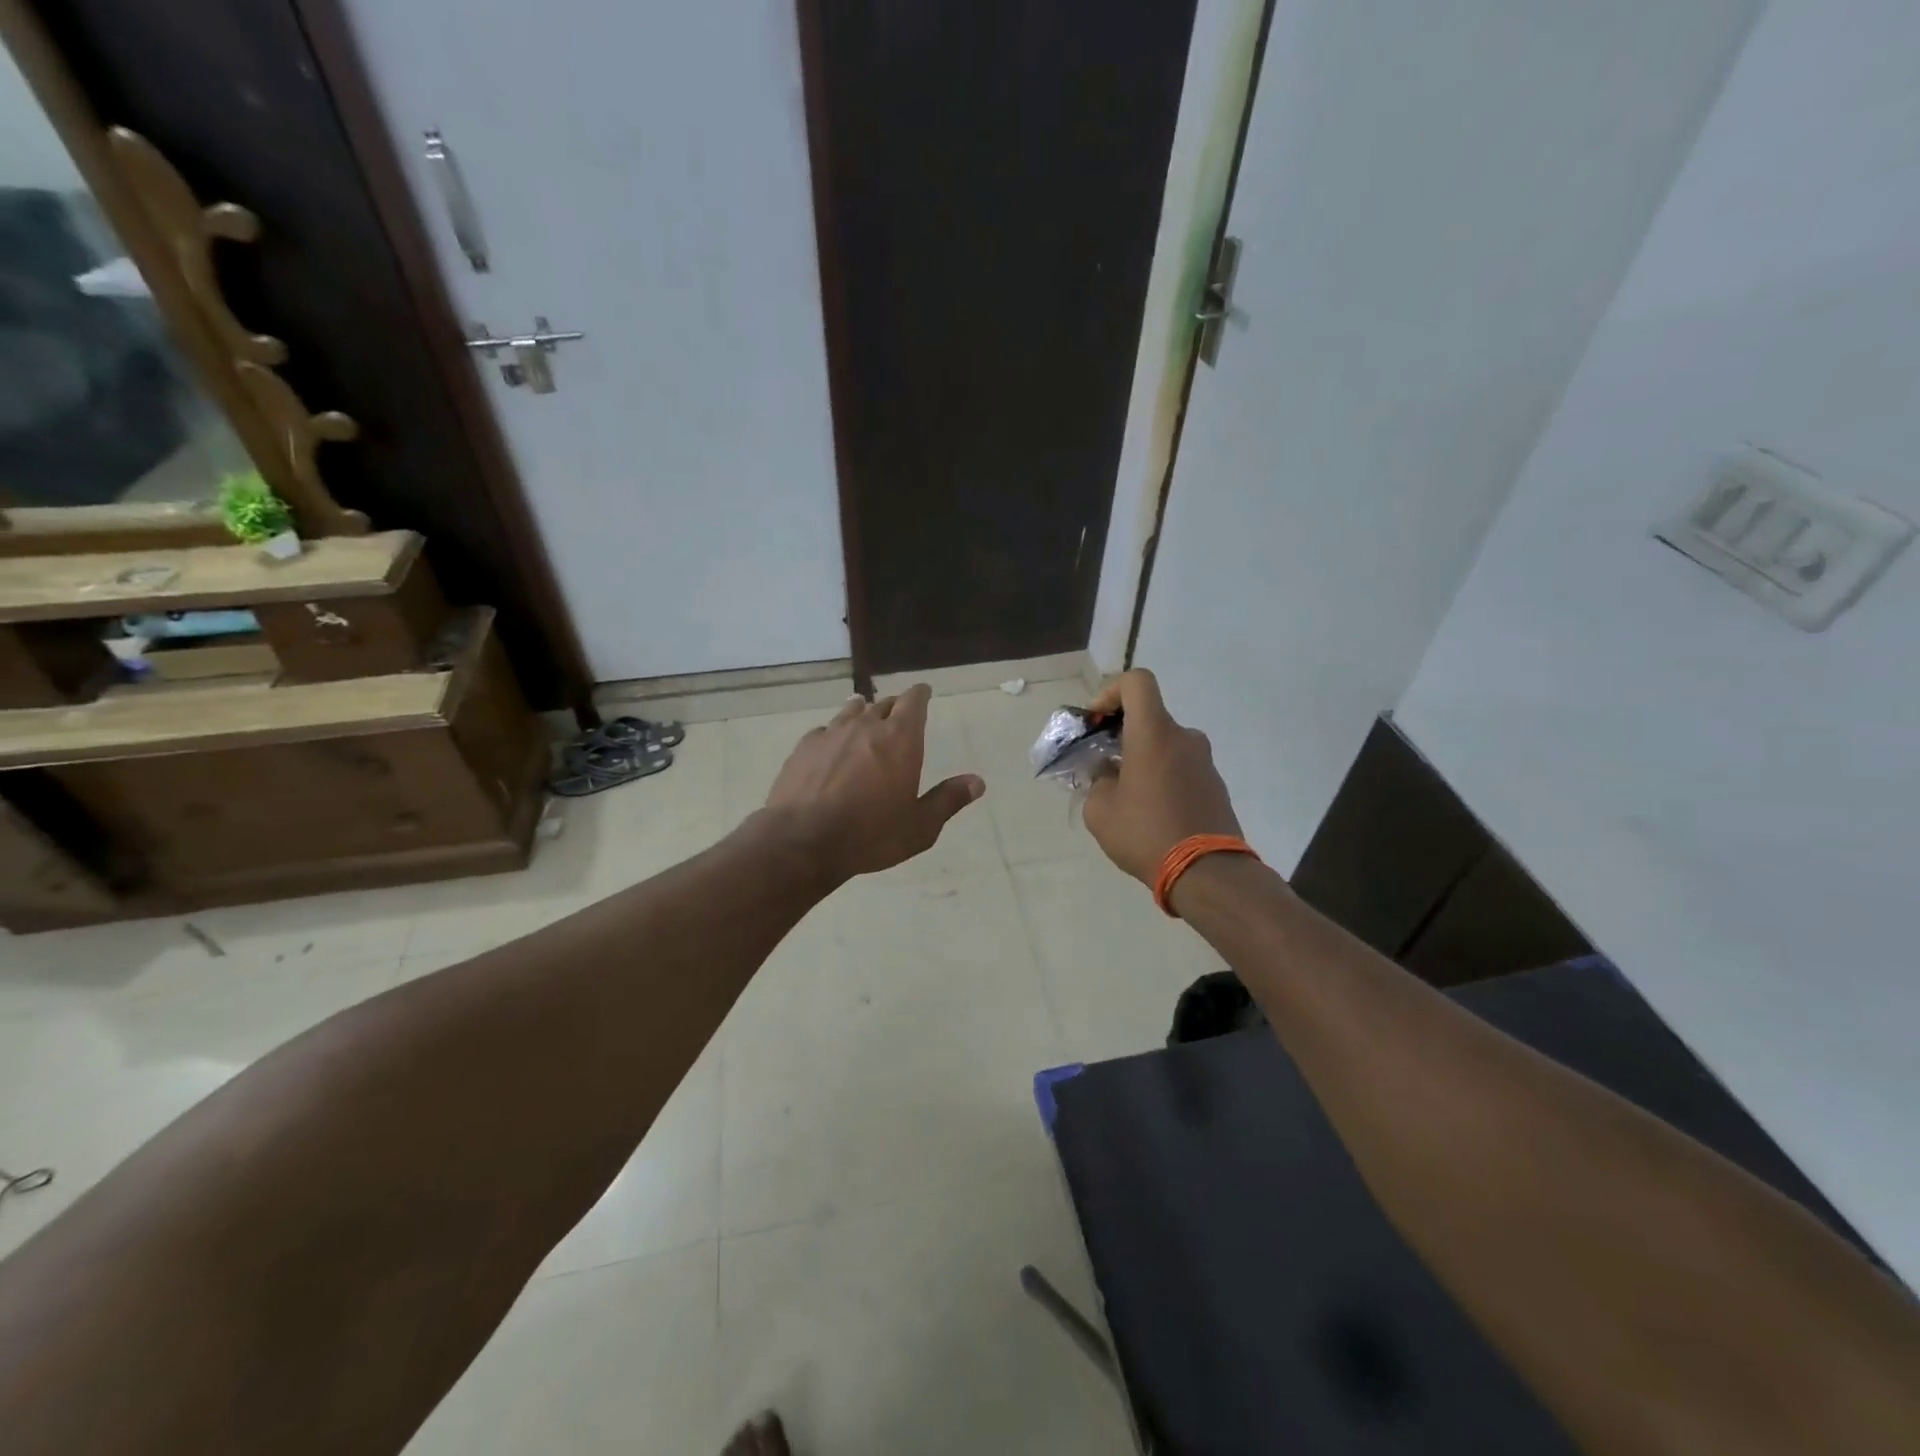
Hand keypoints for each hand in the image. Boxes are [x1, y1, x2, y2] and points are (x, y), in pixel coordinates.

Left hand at [762, 684, 983, 882]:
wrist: (803, 840)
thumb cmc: (870, 834)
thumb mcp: (920, 826)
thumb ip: (948, 800)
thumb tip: (977, 781)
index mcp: (900, 739)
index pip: (913, 702)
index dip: (920, 695)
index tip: (923, 692)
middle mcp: (866, 726)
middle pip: (883, 704)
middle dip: (893, 707)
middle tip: (898, 714)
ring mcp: (831, 734)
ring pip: (851, 711)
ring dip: (862, 712)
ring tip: (864, 713)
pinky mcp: (803, 747)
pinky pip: (824, 730)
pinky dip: (834, 733)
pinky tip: (831, 744)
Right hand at [1083, 669, 1241, 884]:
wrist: (1207, 873)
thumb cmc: (1146, 833)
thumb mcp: (1100, 810)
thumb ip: (1098, 781)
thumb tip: (1108, 773)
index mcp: (1155, 733)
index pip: (1137, 682)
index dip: (1111, 692)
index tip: (1096, 723)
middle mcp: (1184, 738)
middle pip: (1149, 717)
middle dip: (1121, 735)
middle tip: (1101, 766)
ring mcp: (1204, 762)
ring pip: (1164, 746)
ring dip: (1141, 759)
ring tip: (1124, 796)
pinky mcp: (1215, 786)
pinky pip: (1180, 769)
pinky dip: (1161, 778)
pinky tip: (1149, 813)